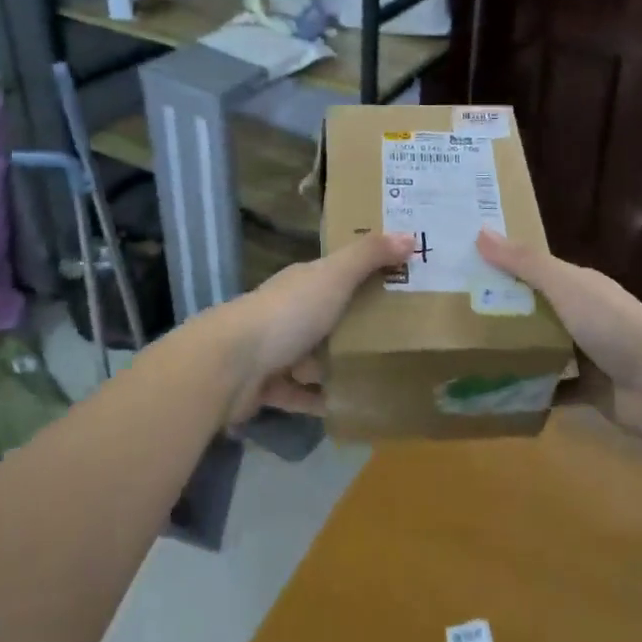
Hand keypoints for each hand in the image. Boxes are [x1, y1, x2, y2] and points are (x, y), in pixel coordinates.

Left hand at [215, 232, 415, 423]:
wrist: (231, 366)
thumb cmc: (288, 313)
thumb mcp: (334, 276)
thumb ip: (369, 255)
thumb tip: (410, 235)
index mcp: (303, 282)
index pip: (338, 273)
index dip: (367, 275)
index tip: (401, 283)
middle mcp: (288, 312)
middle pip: (328, 316)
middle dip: (357, 325)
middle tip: (401, 337)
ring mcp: (275, 351)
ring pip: (313, 357)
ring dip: (339, 365)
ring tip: (381, 375)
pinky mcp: (268, 388)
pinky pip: (301, 395)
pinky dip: (321, 399)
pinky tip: (350, 406)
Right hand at [475, 229, 641, 438]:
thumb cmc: (612, 324)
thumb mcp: (564, 285)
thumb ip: (525, 262)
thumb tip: (480, 232)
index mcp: (578, 287)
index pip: (535, 272)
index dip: (503, 269)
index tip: (464, 271)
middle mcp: (582, 316)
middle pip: (536, 311)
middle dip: (502, 313)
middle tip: (455, 317)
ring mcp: (587, 355)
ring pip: (543, 350)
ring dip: (515, 353)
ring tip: (469, 356)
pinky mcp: (589, 391)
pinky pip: (553, 389)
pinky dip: (532, 391)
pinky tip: (500, 393)